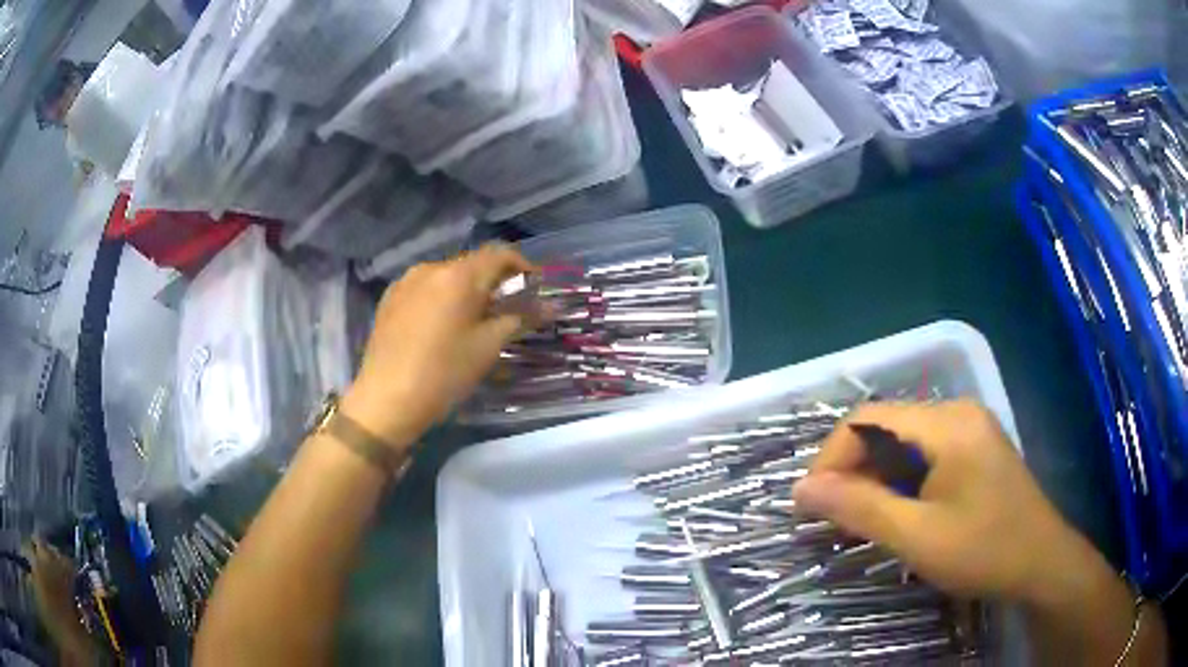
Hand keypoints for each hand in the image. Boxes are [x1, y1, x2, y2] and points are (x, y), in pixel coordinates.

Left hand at [341, 244, 533, 445]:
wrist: (386, 399)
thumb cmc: (443, 373)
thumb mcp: (487, 347)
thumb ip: (519, 319)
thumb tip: (549, 308)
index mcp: (458, 276)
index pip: (499, 254)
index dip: (522, 266)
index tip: (534, 288)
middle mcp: (431, 268)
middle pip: (472, 264)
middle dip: (494, 281)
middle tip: (507, 310)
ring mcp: (406, 281)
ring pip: (446, 276)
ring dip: (466, 290)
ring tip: (473, 320)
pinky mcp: (390, 298)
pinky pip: (424, 288)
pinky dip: (441, 297)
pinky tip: (442, 325)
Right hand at [792, 400, 1098, 605]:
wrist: (1040, 562)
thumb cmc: (982, 550)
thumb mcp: (916, 536)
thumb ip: (859, 508)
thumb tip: (801, 490)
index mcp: (946, 424)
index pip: (867, 421)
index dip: (831, 459)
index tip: (811, 505)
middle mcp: (957, 412)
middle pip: (886, 428)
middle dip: (852, 471)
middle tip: (834, 520)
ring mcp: (970, 428)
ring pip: (903, 442)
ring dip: (875, 478)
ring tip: (861, 520)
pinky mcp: (975, 447)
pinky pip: (925, 453)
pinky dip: (900, 480)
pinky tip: (898, 511)